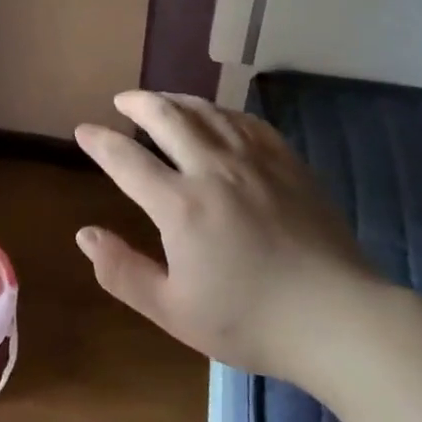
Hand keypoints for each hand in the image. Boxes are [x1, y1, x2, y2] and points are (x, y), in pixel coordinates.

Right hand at [73, 91, 386, 386]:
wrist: (337, 318)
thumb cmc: (250, 321)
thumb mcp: (174, 311)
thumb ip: (123, 272)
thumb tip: (85, 234)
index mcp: (180, 205)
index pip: (126, 159)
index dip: (100, 141)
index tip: (84, 130)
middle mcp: (213, 169)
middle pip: (167, 117)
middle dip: (138, 103)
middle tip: (122, 100)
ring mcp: (254, 161)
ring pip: (207, 111)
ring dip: (177, 99)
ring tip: (162, 100)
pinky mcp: (287, 162)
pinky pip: (247, 122)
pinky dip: (221, 112)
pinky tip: (217, 117)